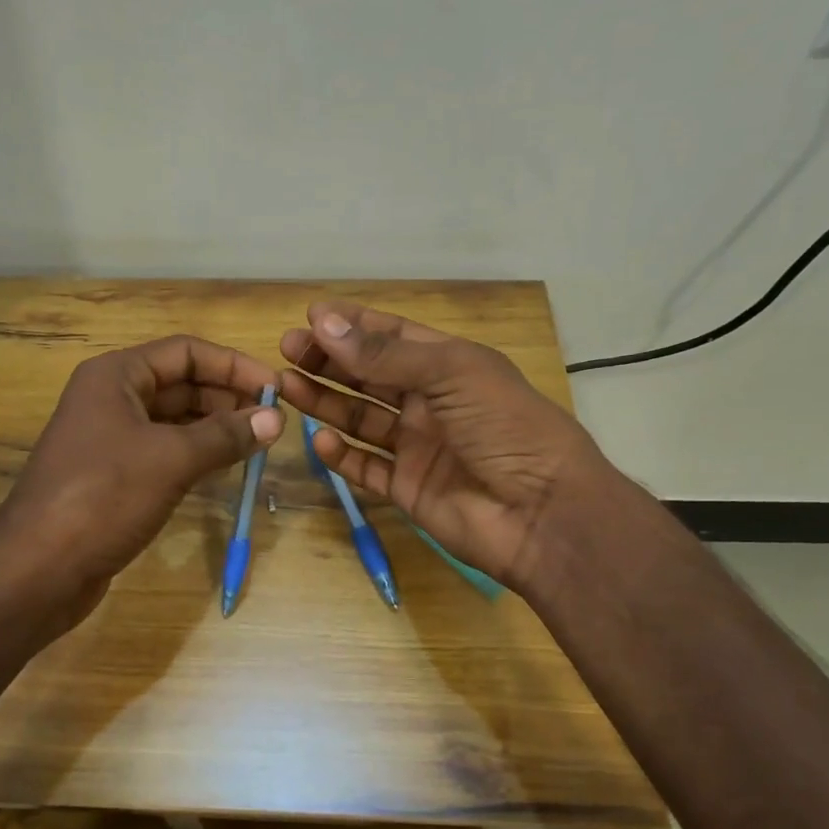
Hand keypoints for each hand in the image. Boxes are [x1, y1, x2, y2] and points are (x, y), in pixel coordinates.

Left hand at [0, 335, 284, 622]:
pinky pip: (163, 451)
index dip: (234, 366)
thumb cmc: (103, 497)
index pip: (186, 352)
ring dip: (215, 428)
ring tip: (257, 444)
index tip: (276, 389)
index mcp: (115, 376)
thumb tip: (276, 419)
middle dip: (227, 398)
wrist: (38, 568)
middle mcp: (110, 398)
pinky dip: (195, 454)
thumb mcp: (171, 459)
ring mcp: (109, 438)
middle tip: (272, 423)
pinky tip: (225, 468)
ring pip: (174, 420)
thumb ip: (225, 435)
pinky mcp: (112, 475)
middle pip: (181, 383)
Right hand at [279, 303, 613, 592]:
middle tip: (288, 350)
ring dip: (326, 402)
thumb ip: (384, 354)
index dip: (353, 325)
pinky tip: (319, 439)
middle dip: (330, 361)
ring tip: (286, 387)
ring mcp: (418, 447)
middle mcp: (431, 403)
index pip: (393, 336)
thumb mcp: (451, 374)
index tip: (310, 316)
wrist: (542, 513)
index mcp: (450, 366)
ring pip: (361, 418)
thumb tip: (323, 323)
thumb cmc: (505, 427)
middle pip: (370, 375)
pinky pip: (366, 467)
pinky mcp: (408, 488)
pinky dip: (341, 455)